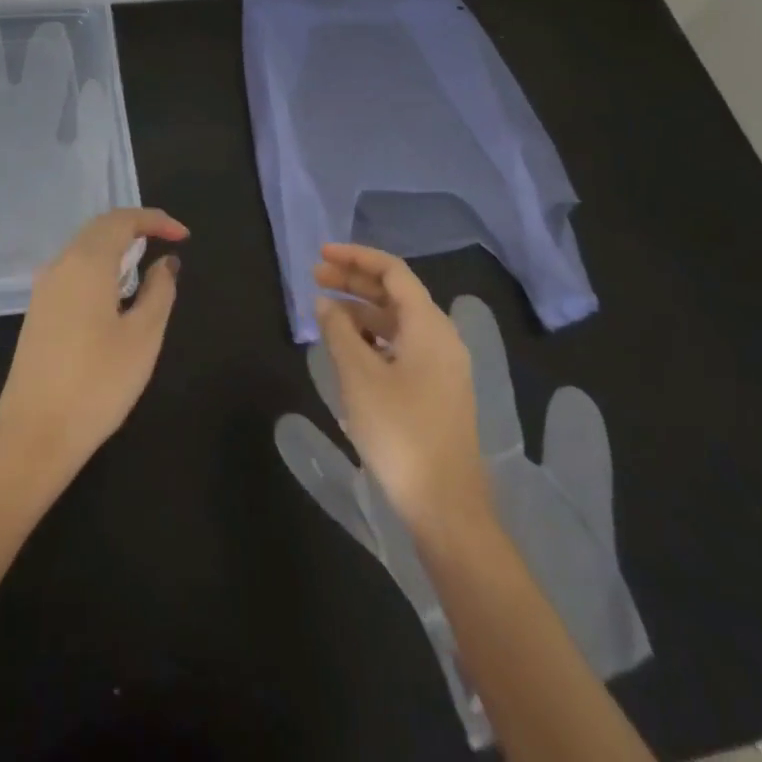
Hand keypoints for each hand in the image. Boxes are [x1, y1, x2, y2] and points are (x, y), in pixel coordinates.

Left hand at [0, 208, 187, 490]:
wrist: (34, 433)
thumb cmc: (98, 383)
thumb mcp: (143, 337)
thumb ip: (159, 291)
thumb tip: (166, 262)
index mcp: (87, 262)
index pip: (122, 220)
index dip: (155, 220)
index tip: (183, 236)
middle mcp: (61, 264)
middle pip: (99, 227)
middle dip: (135, 226)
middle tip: (167, 239)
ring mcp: (44, 287)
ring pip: (83, 247)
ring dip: (115, 245)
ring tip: (145, 261)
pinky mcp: (38, 310)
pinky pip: (72, 268)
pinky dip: (99, 264)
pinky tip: (115, 290)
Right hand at [314, 243, 492, 533]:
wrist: (445, 506)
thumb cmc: (400, 432)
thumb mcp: (359, 376)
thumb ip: (338, 331)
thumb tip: (325, 303)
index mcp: (428, 325)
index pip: (392, 271)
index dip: (356, 257)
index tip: (321, 255)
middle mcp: (441, 337)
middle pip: (395, 293)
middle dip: (355, 280)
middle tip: (316, 277)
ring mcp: (442, 365)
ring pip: (397, 320)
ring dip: (361, 309)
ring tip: (325, 311)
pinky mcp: (436, 390)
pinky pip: (402, 345)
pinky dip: (373, 336)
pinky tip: (348, 346)